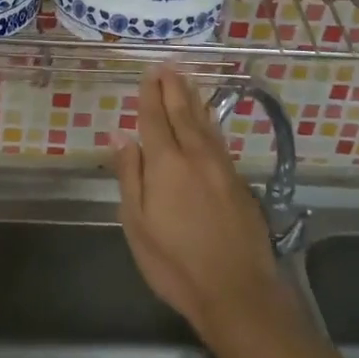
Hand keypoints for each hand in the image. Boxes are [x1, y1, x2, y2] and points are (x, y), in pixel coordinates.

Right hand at [114, 66, 281, 341]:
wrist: (237, 292)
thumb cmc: (175, 263)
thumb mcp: (137, 223)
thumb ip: (130, 174)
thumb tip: (120, 134)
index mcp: (166, 163)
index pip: (154, 119)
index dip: (150, 95)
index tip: (148, 73)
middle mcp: (196, 156)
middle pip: (182, 113)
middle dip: (173, 88)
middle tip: (168, 65)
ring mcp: (221, 168)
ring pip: (205, 123)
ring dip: (193, 99)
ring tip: (186, 80)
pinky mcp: (238, 183)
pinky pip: (219, 139)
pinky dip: (210, 122)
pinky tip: (208, 119)